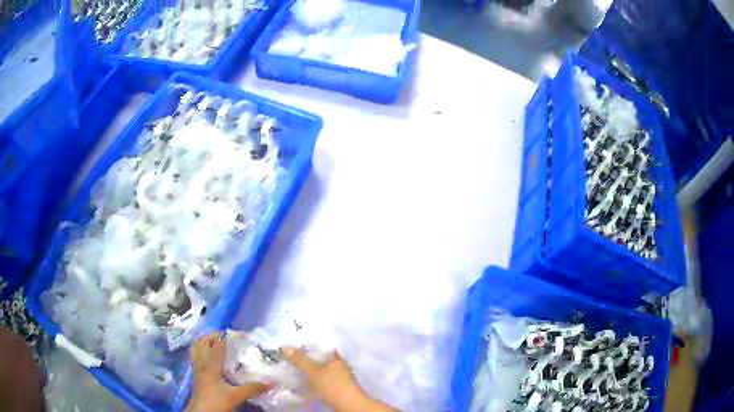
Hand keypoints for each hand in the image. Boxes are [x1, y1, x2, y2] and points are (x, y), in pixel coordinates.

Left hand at [187, 332, 270, 411]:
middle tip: (227, 337)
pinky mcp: (196, 375)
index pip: (217, 345)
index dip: (227, 337)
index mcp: (210, 365)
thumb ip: (252, 388)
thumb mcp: (236, 396)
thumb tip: (271, 382)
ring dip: (205, 342)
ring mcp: (197, 369)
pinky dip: (203, 352)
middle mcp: (201, 363)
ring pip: (197, 348)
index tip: (240, 334)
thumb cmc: (216, 402)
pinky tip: (212, 358)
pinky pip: (197, 357)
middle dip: (213, 336)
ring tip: (217, 343)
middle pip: (202, 342)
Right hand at [281, 347, 396, 411]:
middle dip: (309, 360)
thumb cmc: (332, 385)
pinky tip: (306, 383)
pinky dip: (315, 381)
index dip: (310, 346)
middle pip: (322, 359)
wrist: (348, 405)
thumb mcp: (312, 371)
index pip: (323, 347)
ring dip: (312, 371)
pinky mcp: (339, 389)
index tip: (296, 345)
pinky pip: (324, 380)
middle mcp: (340, 366)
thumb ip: (299, 359)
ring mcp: (341, 378)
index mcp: (337, 358)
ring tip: (296, 371)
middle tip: (292, 359)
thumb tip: (284, 346)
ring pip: (323, 371)